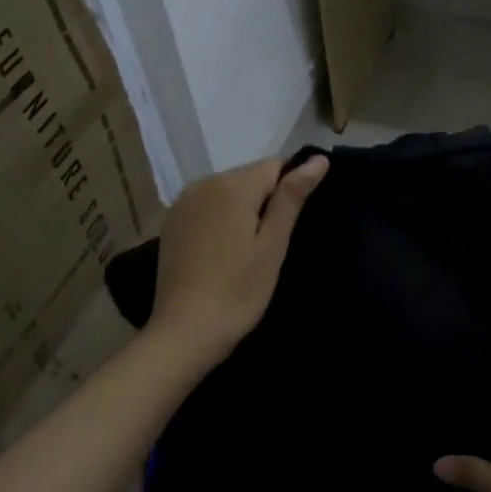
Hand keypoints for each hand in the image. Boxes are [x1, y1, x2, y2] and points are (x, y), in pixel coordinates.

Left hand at [147, 155, 328, 363]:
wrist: (185, 332)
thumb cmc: (238, 290)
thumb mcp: (273, 244)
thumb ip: (292, 196)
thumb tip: (318, 159)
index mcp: (231, 185)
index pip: (276, 165)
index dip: (291, 189)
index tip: (293, 224)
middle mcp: (203, 183)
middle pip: (250, 177)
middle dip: (267, 200)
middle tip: (272, 243)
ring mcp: (183, 202)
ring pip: (228, 191)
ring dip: (244, 210)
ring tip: (250, 250)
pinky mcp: (172, 222)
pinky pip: (208, 207)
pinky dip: (222, 220)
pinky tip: (224, 251)